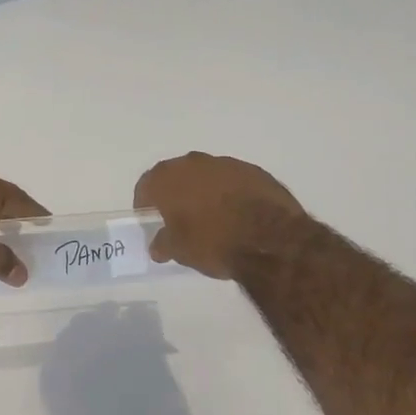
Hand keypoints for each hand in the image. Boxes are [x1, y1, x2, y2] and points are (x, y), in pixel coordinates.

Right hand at [133, 152, 308, 279]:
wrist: (270, 240)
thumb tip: (158, 245)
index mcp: (169, 178)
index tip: (151, 219)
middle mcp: (194, 163)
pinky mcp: (255, 171)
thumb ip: (163, 243)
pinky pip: (233, 180)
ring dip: (204, 191)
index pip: (146, 185)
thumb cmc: (213, 243)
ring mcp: (227, 164)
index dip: (145, 203)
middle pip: (176, 175)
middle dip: (175, 193)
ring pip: (206, 175)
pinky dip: (230, 193)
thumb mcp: (180, 251)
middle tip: (179, 217)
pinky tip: (237, 214)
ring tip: (211, 216)